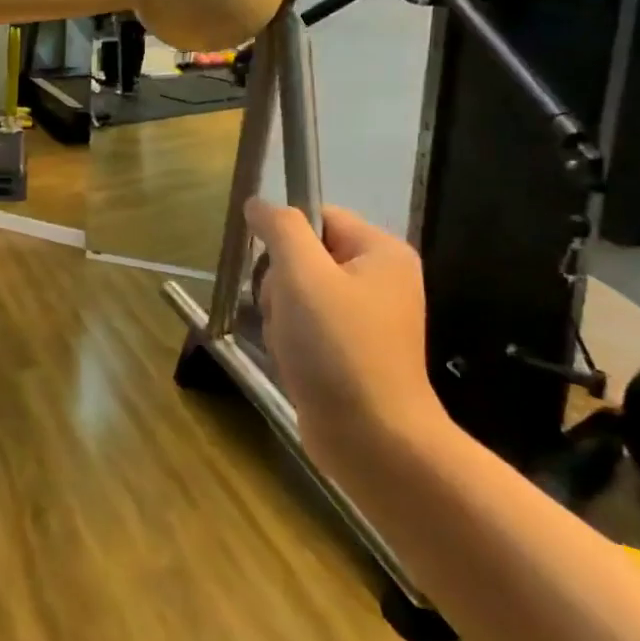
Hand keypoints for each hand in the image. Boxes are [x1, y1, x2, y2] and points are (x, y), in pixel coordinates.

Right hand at [244, 200, 445, 461]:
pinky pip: (304, 325)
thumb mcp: (302, 275)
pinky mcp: (351, 350)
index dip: (286, 237)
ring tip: (290, 342)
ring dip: (279, 314)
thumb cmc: (338, 347)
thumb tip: (259, 203)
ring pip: (296, 293)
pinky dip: (290, 339)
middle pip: (303, 256)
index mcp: (381, 252)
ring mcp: (366, 318)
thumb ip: (280, 229)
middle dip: (279, 283)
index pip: (318, 216)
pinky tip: (293, 359)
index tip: (275, 270)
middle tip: (288, 312)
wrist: (372, 437)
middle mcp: (379, 279)